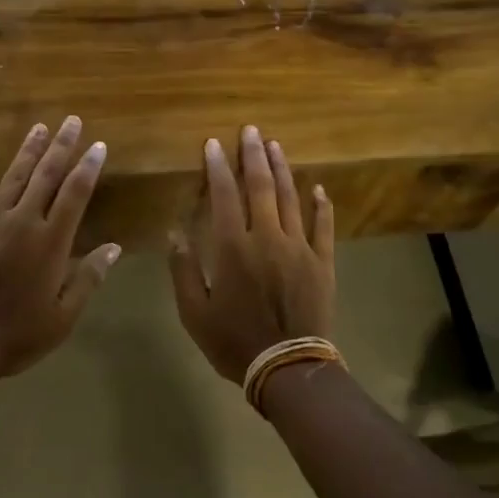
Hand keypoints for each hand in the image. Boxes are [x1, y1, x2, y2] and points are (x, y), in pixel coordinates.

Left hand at [0, 115, 118, 378]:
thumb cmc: (17, 336)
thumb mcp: (63, 316)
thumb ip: (89, 278)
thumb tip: (114, 247)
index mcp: (50, 242)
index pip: (75, 194)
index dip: (88, 167)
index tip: (97, 145)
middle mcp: (22, 223)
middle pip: (46, 176)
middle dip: (61, 146)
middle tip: (71, 121)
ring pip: (12, 178)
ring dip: (27, 151)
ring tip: (39, 127)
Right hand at [168, 126, 334, 382]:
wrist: (288, 368)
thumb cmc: (234, 341)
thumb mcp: (194, 312)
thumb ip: (184, 269)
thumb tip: (175, 232)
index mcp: (233, 248)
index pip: (223, 196)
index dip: (217, 167)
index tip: (213, 144)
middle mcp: (267, 238)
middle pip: (261, 187)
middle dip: (253, 155)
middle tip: (250, 130)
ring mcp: (299, 248)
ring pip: (291, 198)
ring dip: (282, 169)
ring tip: (275, 145)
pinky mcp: (322, 262)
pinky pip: (323, 227)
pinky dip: (321, 205)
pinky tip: (318, 187)